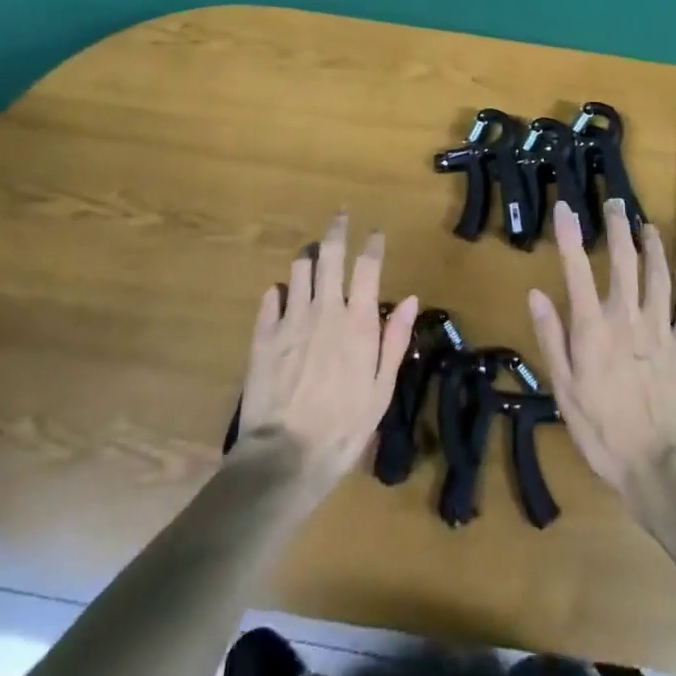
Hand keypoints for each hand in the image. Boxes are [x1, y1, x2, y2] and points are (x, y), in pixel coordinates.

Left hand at [234, 214, 418, 492]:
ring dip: (308, 259)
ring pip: (298, 269)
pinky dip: (279, 292)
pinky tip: (282, 298)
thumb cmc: (343, 429)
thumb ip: (395, 339)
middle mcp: (325, 309)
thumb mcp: (381, 390)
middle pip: (329, 253)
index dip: (373, 243)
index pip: (368, 266)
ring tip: (312, 259)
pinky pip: (270, 297)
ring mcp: (291, 318)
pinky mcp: (263, 333)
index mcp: (358, 322)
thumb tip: (411, 298)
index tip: (376, 233)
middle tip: (340, 217)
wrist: (284, 458)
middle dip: (336, 230)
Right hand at [527, 197, 675, 504]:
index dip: (569, 235)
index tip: (565, 207)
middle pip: (624, 261)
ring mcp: (661, 329)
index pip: (577, 269)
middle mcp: (627, 317)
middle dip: (618, 228)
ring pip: (659, 275)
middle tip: (616, 203)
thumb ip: (552, 339)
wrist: (662, 470)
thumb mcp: (565, 391)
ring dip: (653, 247)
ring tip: (648, 226)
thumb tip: (535, 293)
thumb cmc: (604, 433)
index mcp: (593, 328)